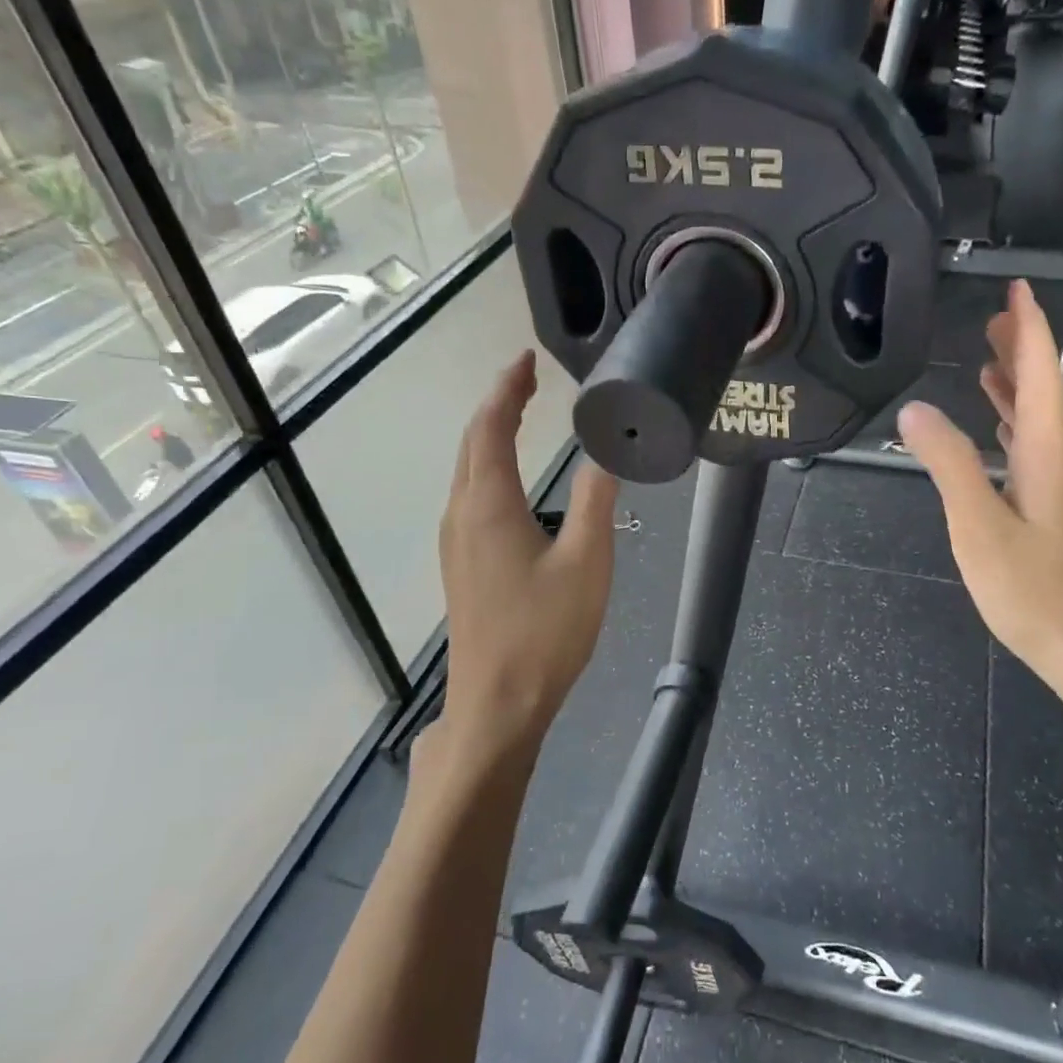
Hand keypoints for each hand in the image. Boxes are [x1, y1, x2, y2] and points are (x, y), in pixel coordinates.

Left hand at [436, 352, 619, 765]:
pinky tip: (509, 476)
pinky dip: (488, 466)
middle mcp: (462, 514)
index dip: (507, 389)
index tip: (527, 360)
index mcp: (489, 505)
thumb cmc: (545, 631)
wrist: (498, 702)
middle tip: (530, 380)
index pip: (490, 427)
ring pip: (466, 470)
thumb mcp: (587, 562)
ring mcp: (455, 541)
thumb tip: (606, 451)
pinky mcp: (461, 563)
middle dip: (498, 405)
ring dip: (490, 435)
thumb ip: (595, 500)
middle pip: (471, 443)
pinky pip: (469, 494)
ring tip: (522, 414)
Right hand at [894, 282, 1062, 705]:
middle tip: (996, 317)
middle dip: (1022, 351)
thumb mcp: (979, 526)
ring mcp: (1062, 491)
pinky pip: (1033, 451)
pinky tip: (998, 434)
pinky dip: (1013, 427)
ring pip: (1039, 423)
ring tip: (991, 363)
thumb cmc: (1034, 591)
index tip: (1018, 289)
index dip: (1029, 331)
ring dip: (1017, 388)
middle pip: (1044, 394)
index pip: (1039, 378)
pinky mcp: (1055, 515)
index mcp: (1047, 456)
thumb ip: (950, 465)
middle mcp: (1061, 463)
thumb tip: (915, 410)